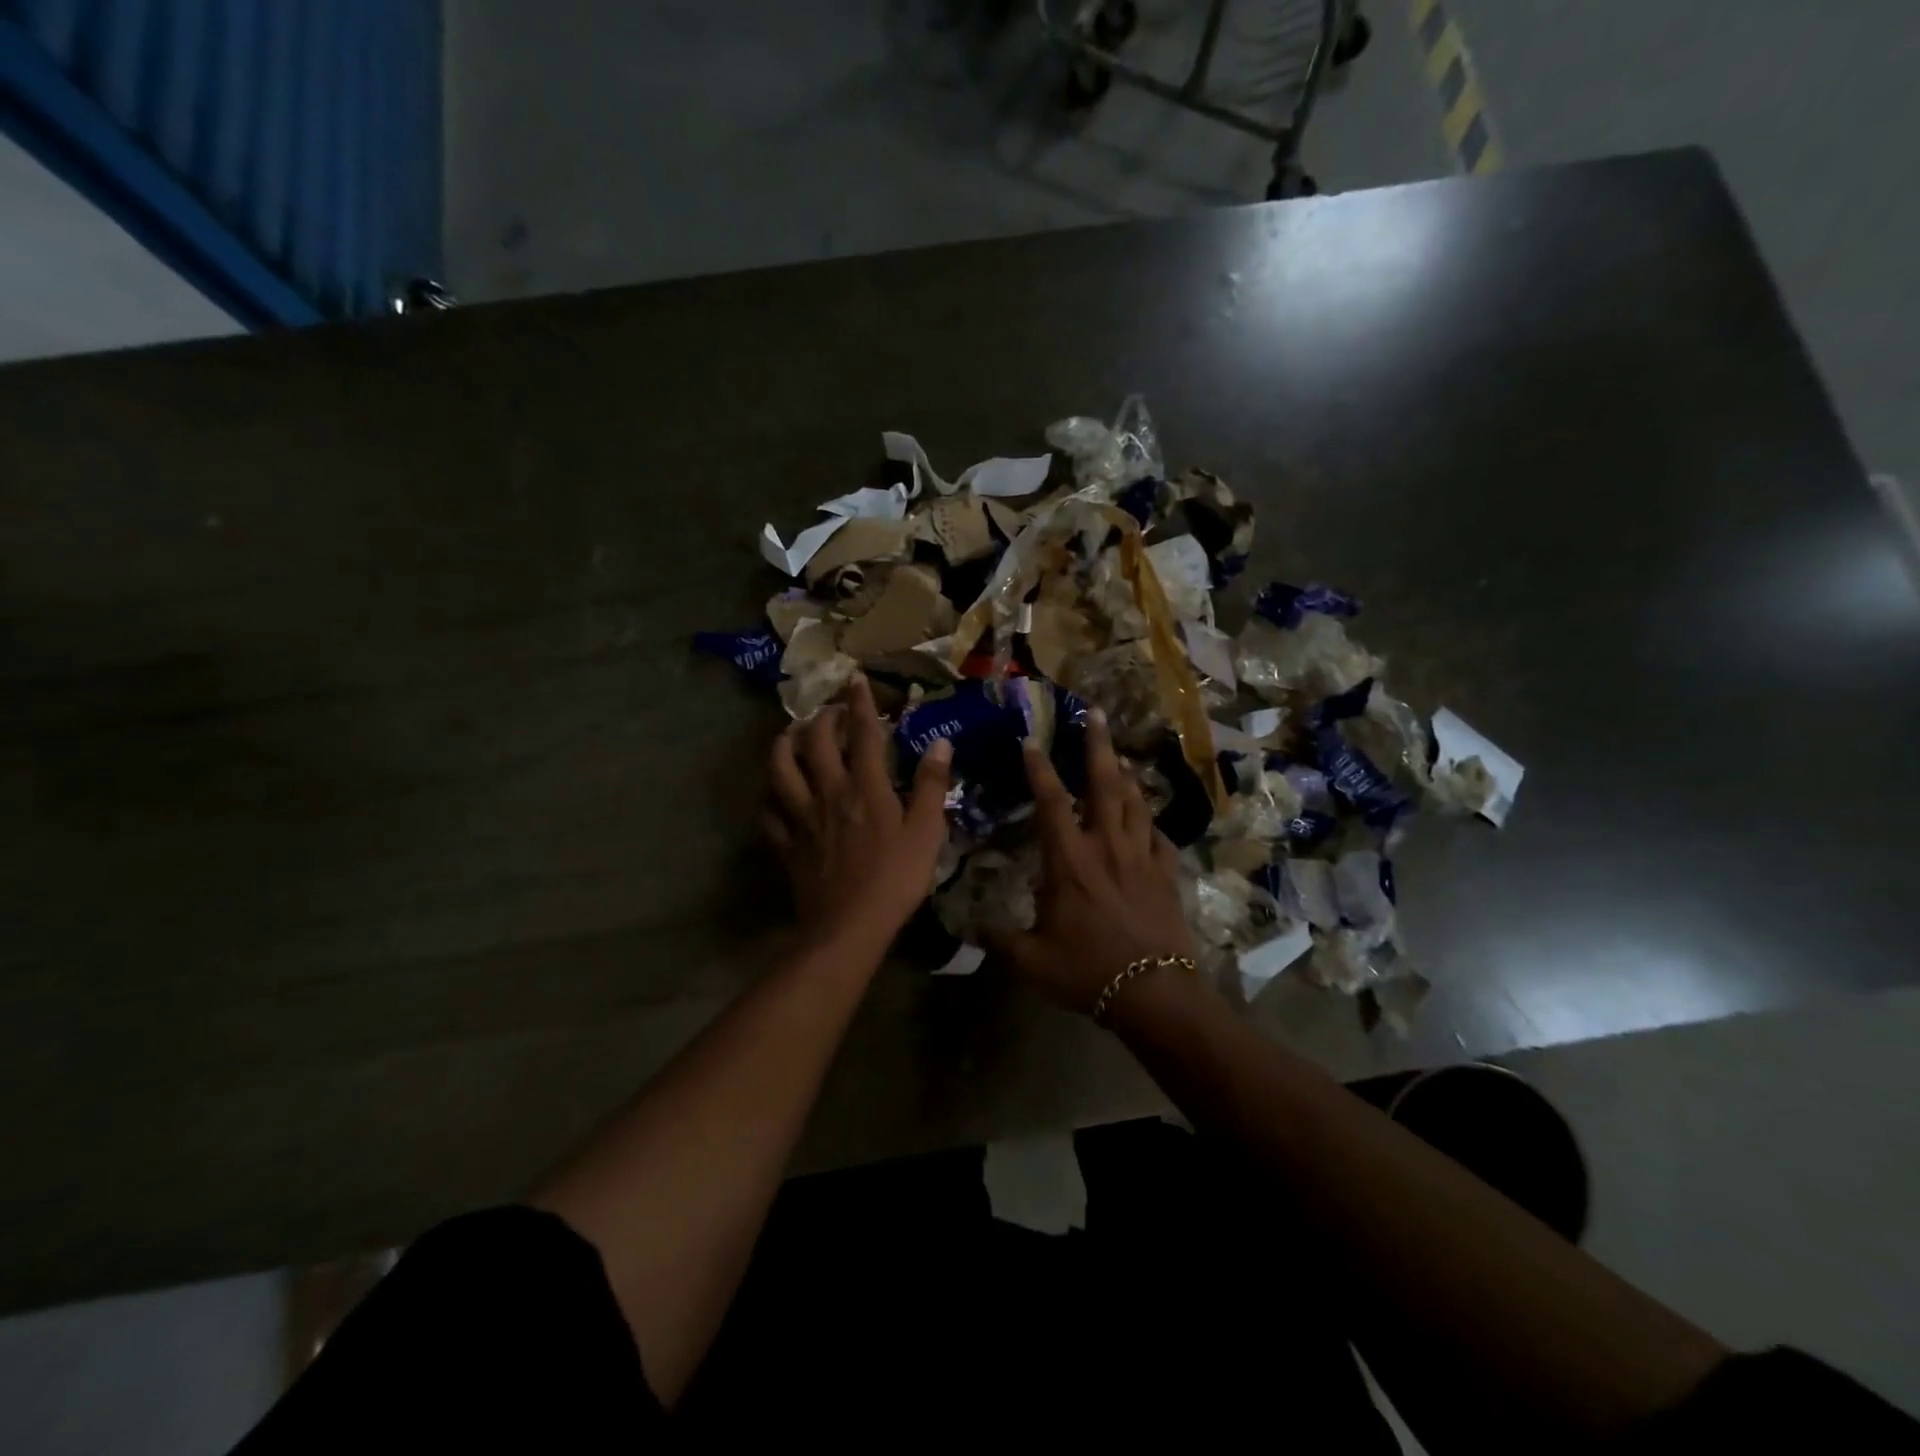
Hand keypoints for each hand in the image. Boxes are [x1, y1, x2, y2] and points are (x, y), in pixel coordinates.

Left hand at [764, 674, 952, 956]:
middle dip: (820, 718)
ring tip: (790, 736)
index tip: (856, 679)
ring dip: (783, 746)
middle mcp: (828, 793)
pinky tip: (776, 796)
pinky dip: (771, 799)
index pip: (863, 734)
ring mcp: (801, 818)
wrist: (849, 927)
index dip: (860, 703)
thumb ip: (932, 784)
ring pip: (780, 770)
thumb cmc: (896, 879)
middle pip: (814, 743)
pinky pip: (769, 814)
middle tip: (829, 710)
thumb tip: (940, 741)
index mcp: (864, 787)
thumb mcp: (927, 831)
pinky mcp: (786, 844)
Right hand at [984, 711, 1197, 1013]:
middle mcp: (1107, 847)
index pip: (1052, 802)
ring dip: (1126, 775)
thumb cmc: (1087, 970)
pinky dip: (1150, 822)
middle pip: (1104, 784)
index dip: (1040, 768)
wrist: (1153, 992)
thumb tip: (969, 926)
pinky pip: (1159, 838)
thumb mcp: (1031, 960)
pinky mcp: (1166, 875)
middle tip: (1097, 712)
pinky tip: (1147, 819)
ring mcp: (1141, 858)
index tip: (1032, 739)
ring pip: (1136, 803)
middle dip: (1098, 745)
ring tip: (1119, 756)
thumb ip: (998, 938)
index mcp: (1070, 861)